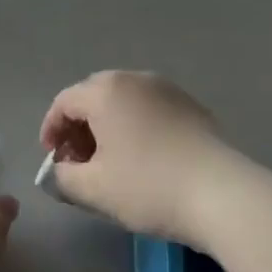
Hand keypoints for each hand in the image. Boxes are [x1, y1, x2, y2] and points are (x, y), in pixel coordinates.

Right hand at [39, 71, 247, 244]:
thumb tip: (57, 172)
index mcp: (106, 91)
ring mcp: (167, 89)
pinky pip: (150, 108)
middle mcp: (135, 79)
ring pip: (124, 101)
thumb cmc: (148, 186)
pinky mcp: (190, 105)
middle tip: (77, 161)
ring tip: (109, 161)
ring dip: (108, 125)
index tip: (52, 160)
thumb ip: (64, 178)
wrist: (220, 192)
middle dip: (79, 126)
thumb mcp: (95, 190)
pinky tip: (143, 157)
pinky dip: (136, 126)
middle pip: (94, 95)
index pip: (65, 101)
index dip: (51, 129)